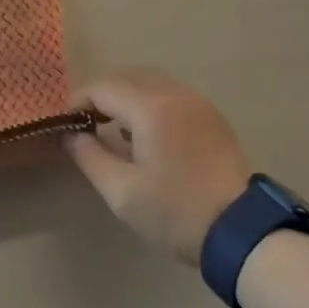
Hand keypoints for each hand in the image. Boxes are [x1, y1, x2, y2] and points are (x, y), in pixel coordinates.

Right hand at [65, 70, 251, 263]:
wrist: (243, 230)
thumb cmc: (177, 212)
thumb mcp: (123, 193)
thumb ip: (90, 157)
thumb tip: (70, 135)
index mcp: (149, 106)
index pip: (101, 88)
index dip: (78, 101)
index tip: (65, 123)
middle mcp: (172, 92)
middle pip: (125, 77)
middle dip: (101, 94)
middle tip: (86, 123)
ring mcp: (195, 101)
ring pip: (149, 81)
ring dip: (126, 96)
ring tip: (114, 128)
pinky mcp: (210, 114)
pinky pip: (170, 93)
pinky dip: (150, 101)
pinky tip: (147, 133)